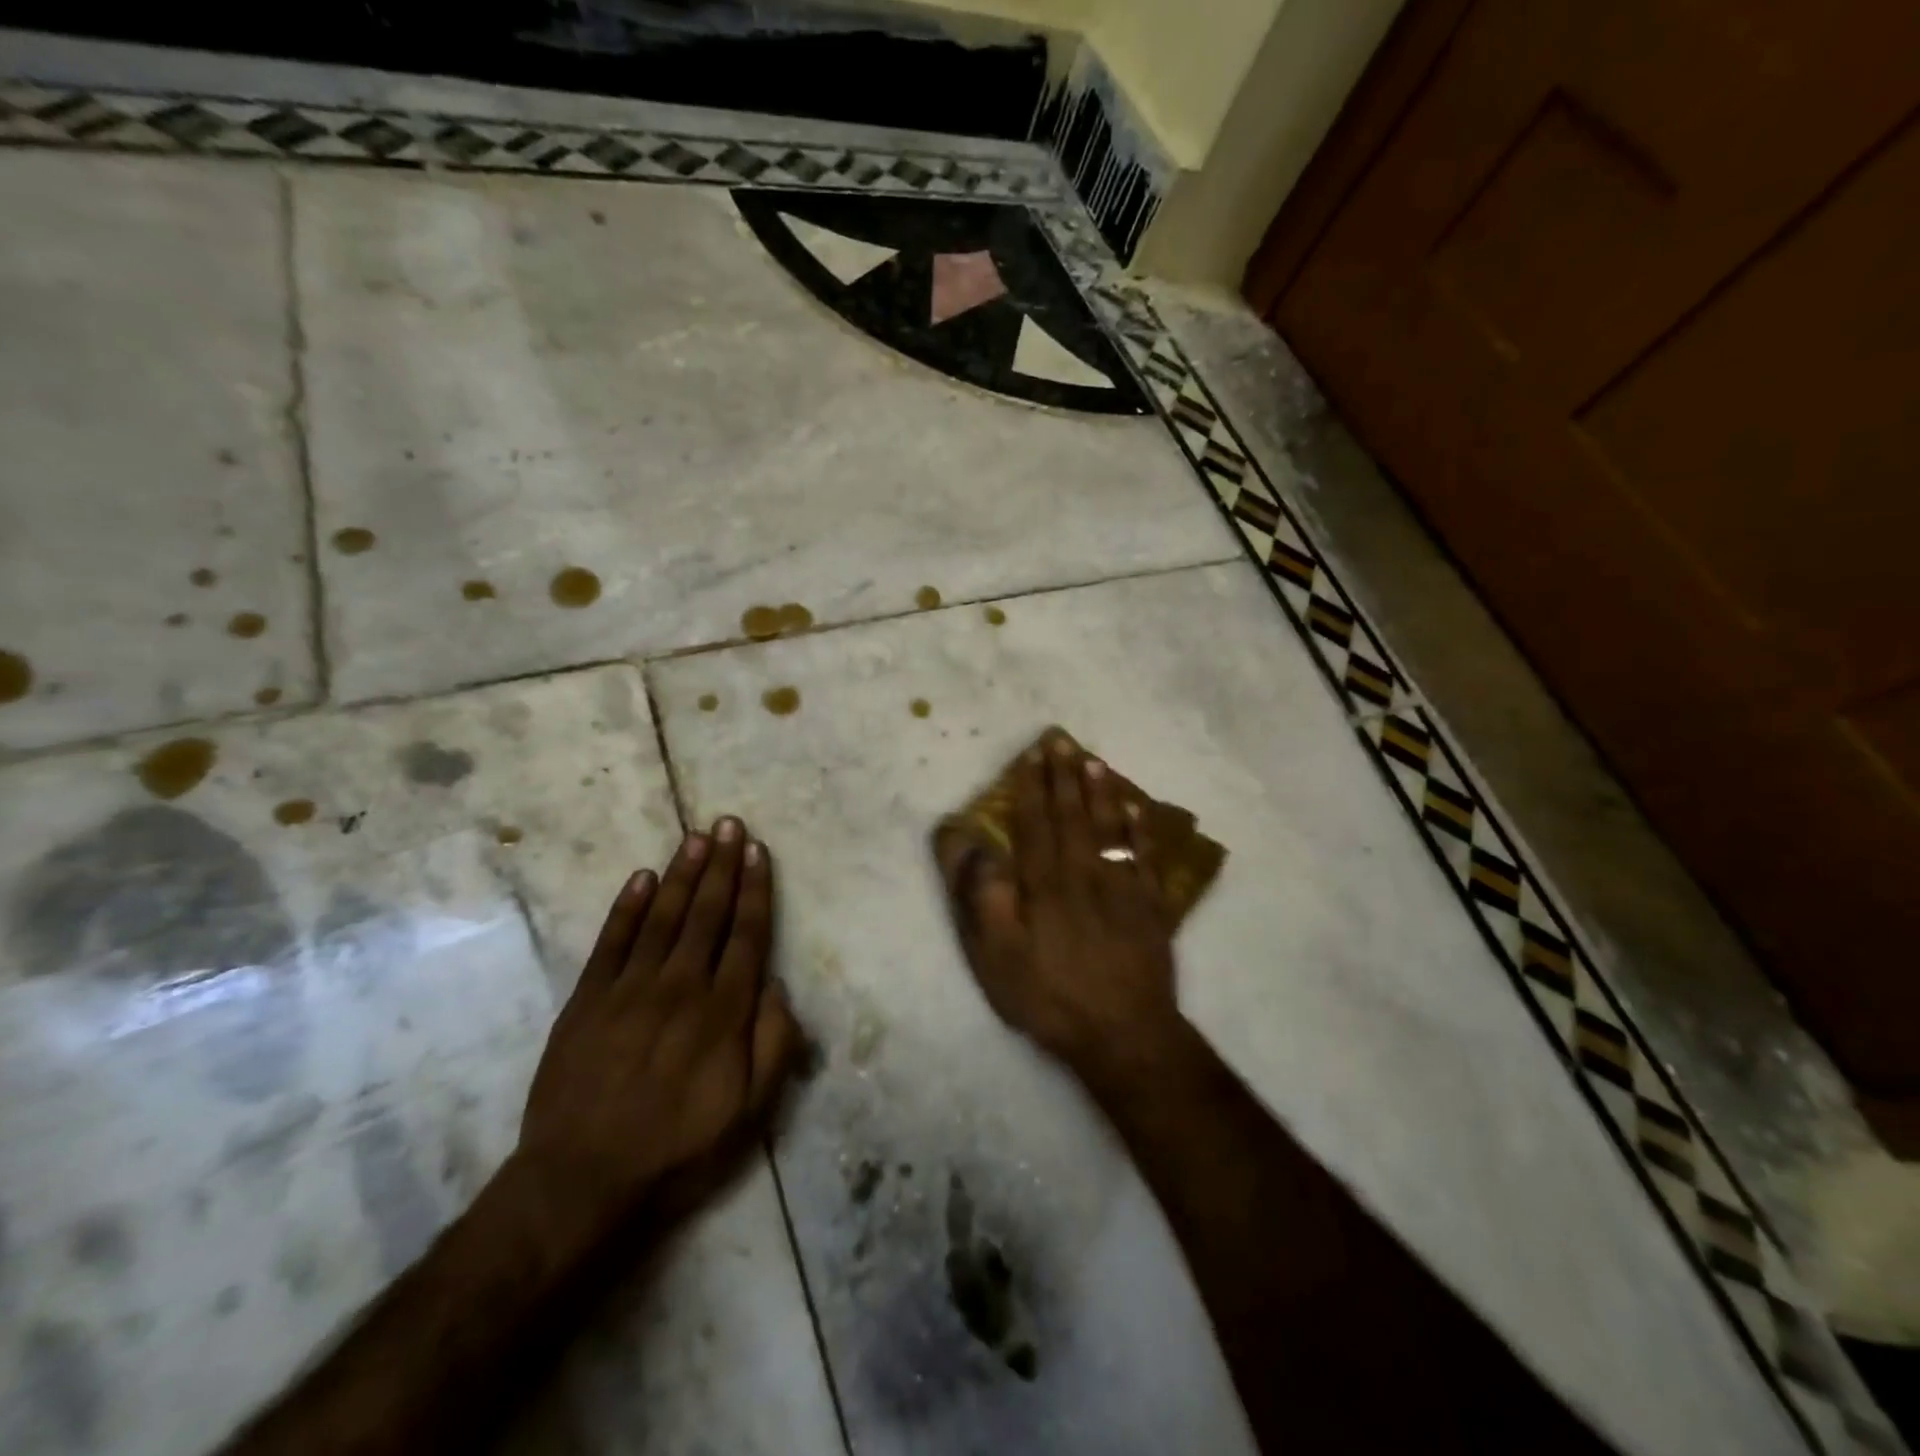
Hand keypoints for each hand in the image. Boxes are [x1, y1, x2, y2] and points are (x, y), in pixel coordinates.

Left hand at [518, 819, 801, 1237]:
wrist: (581, 1182)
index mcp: (723, 1012)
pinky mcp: (588, 1000)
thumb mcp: (749, 1111)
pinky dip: (627, 907)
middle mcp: (680, 986)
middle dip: (721, 865)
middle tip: (728, 823)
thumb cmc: (677, 1149)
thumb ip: (773, 1044)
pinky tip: (641, 878)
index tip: (757, 851)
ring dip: (681, 873)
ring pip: (663, 917)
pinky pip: (611, 942)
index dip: (754, 890)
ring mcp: (630, 989)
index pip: (746, 935)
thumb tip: (778, 987)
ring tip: (695, 836)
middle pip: (707, 913)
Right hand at [939, 734, 1178, 1072]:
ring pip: (1110, 828)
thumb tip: (967, 843)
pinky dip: (1141, 830)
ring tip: (1094, 761)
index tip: (1031, 755)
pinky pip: (1146, 857)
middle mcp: (1085, 874)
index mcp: (1046, 883)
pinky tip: (1138, 810)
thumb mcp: (998, 955)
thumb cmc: (1050, 995)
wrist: (1123, 1034)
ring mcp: (1122, 888)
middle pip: (1073, 816)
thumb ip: (983, 895)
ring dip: (1101, 792)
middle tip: (1062, 741)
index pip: (1035, 823)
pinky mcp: (1150, 907)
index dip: (1031, 788)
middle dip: (1064, 777)